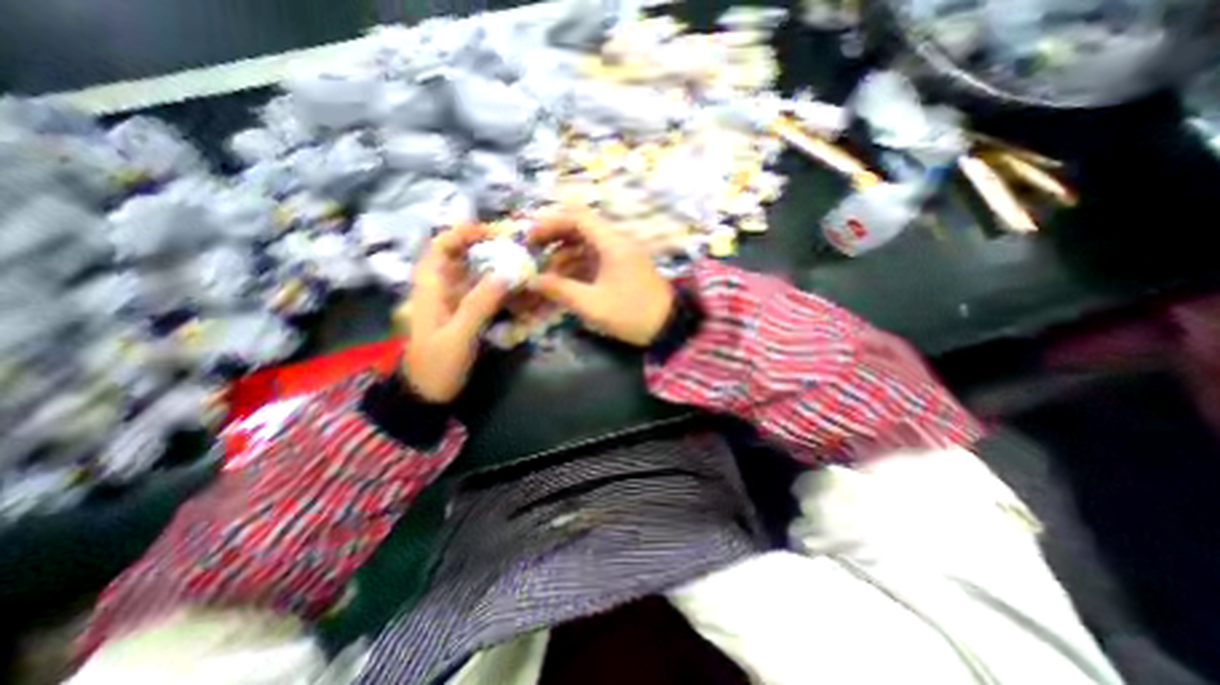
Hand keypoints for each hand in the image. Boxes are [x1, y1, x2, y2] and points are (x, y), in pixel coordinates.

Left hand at [398, 224, 506, 404]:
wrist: (429, 393)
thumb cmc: (437, 365)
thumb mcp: (458, 336)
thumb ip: (480, 305)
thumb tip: (507, 273)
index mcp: (430, 287)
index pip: (442, 246)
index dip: (464, 233)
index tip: (495, 233)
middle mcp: (441, 287)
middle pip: (462, 255)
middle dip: (488, 247)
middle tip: (519, 248)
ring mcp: (454, 300)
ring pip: (475, 273)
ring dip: (497, 266)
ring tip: (524, 265)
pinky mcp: (465, 312)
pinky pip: (483, 291)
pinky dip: (499, 287)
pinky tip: (518, 290)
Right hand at [526, 204, 670, 344]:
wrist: (668, 327)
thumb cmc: (631, 313)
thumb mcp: (592, 304)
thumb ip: (560, 290)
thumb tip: (531, 281)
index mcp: (612, 243)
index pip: (577, 217)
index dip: (551, 223)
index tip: (530, 240)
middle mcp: (617, 242)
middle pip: (580, 229)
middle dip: (554, 240)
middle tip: (533, 255)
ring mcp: (621, 255)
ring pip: (586, 246)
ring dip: (565, 257)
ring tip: (546, 277)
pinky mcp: (623, 268)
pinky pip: (595, 260)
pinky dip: (578, 268)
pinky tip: (565, 283)